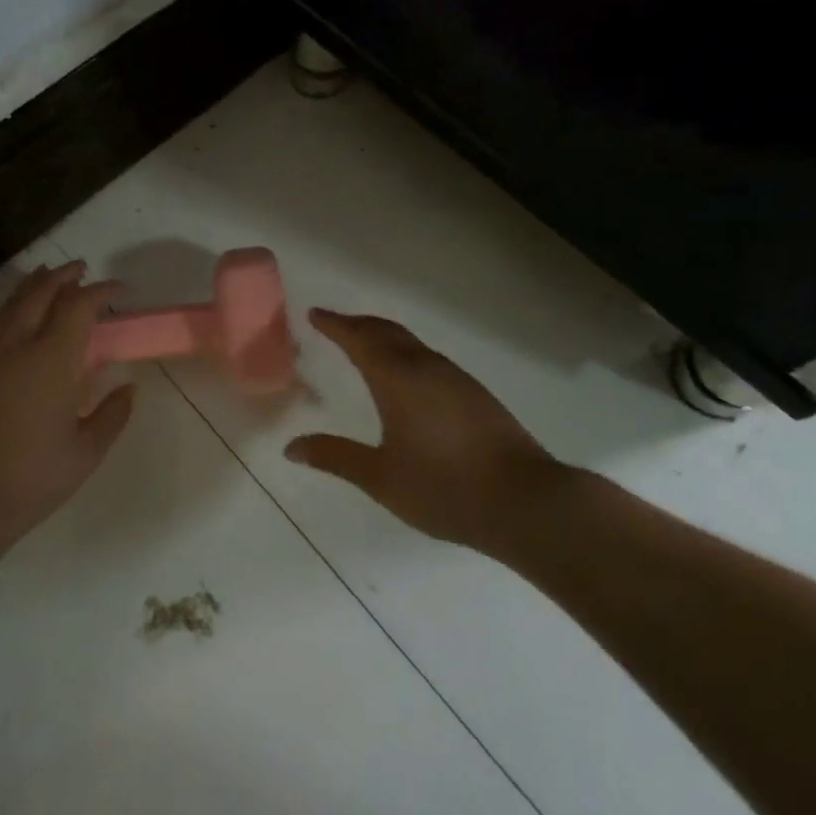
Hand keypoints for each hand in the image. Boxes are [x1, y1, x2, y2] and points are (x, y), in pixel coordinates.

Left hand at [0, 261, 134, 549]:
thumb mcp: (87, 452)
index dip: (100, 291)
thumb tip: (128, 388)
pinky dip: (6, 312)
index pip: (78, 307)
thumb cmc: (35, 477)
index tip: (118, 289)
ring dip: (34, 285)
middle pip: (41, 292)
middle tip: (82, 270)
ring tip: (49, 277)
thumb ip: (113, 414)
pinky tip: (11, 317)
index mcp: (52, 361)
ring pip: (11, 303)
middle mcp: (17, 346)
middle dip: (64, 275)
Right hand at [285, 309, 567, 553]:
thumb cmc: (444, 488)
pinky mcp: (475, 394)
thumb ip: (336, 457)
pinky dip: (405, 353)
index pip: (359, 338)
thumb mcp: (381, 477)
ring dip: (383, 336)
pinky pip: (428, 358)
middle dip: (358, 324)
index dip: (335, 324)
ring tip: (364, 345)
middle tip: (334, 324)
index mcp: (398, 378)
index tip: (314, 313)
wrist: (524, 501)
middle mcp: (426, 367)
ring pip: (411, 343)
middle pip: (387, 331)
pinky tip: (406, 376)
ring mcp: (455, 378)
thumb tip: (291, 447)